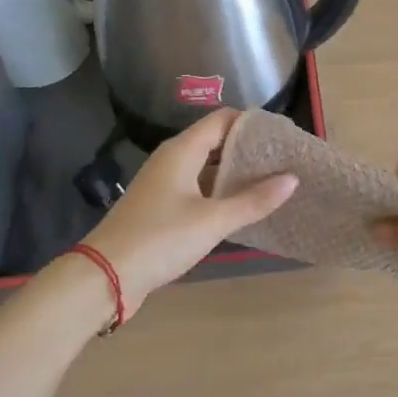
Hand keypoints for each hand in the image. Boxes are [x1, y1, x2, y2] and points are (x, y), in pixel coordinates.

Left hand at [82, 109, 296, 315]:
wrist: (105, 277)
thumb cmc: (160, 239)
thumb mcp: (213, 221)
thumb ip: (253, 200)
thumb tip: (292, 179)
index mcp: (182, 150)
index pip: (222, 120)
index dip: (252, 123)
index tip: (283, 135)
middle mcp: (172, 159)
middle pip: (216, 141)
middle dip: (248, 149)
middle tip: (284, 160)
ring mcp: (165, 184)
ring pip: (207, 167)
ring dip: (236, 173)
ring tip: (272, 182)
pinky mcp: (161, 207)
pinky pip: (198, 188)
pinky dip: (221, 192)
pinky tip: (242, 207)